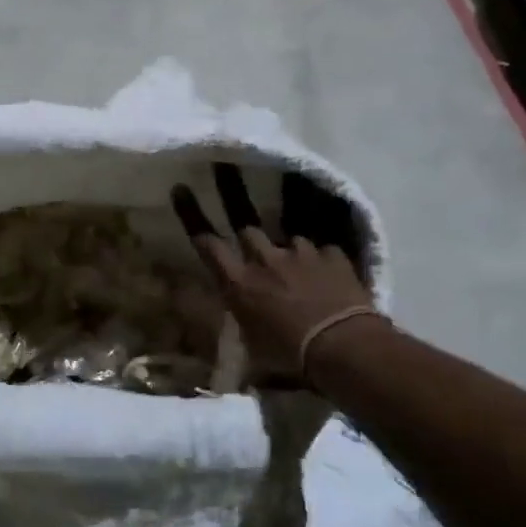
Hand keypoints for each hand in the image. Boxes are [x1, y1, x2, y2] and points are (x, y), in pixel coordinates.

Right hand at [172, 163, 377, 382]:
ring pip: (287, 235)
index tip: (181, 188)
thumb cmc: (290, 360)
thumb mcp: (253, 354)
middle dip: (233, 192)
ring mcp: (301, 254)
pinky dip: (321, 253)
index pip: (207, 242)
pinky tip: (328, 259)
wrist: (344, 350)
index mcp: (238, 284)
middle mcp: (265, 261)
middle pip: (245, 222)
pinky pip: (324, 246)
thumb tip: (234, 356)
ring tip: (291, 243)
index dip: (192, 214)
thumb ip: (242, 337)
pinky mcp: (334, 257)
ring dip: (285, 242)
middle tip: (225, 166)